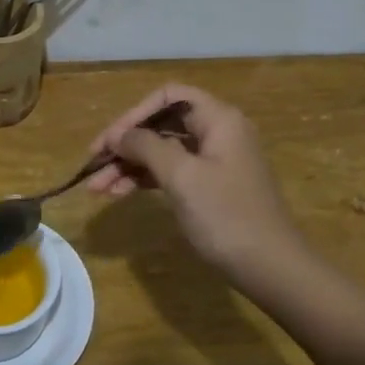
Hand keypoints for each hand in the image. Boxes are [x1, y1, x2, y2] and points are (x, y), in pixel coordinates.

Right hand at [86, 84, 308, 286]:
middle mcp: (217, 132)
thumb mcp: (182, 176)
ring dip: (128, 166)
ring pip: (162, 151)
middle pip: (161, 124)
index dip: (133, 115)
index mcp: (218, 119)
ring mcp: (214, 161)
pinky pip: (170, 172)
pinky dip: (144, 180)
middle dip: (125, 144)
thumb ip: (146, 147)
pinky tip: (119, 193)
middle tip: (92, 166)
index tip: (107, 142)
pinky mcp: (210, 187)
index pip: (167, 97)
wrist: (271, 268)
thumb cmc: (227, 216)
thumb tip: (119, 136)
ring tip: (96, 189)